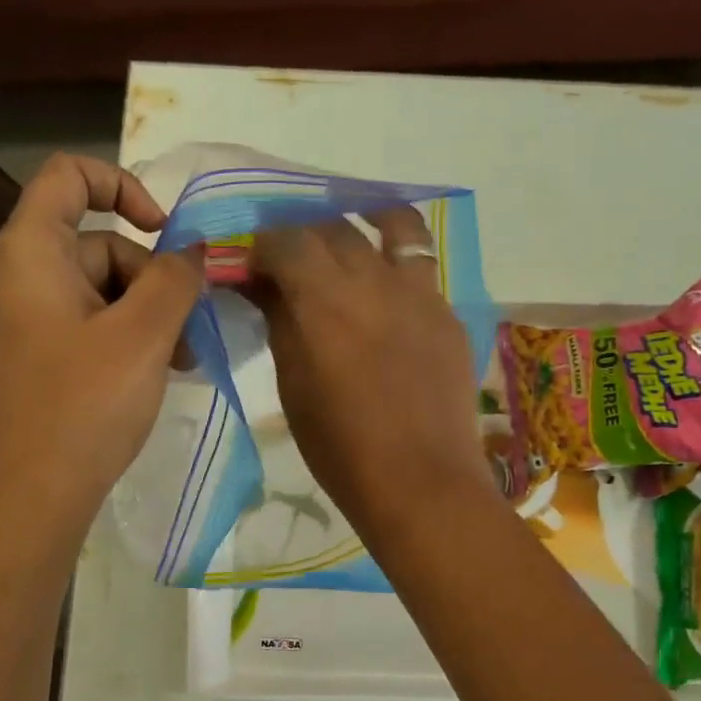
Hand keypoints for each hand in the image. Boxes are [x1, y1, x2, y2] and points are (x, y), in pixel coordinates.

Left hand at [0, 154, 203, 516]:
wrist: (29, 497)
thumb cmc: (85, 404)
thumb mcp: (144, 334)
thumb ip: (175, 277)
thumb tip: (192, 249)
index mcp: (28, 252)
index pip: (69, 176)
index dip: (123, 185)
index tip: (165, 232)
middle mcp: (12, 277)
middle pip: (95, 244)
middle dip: (151, 279)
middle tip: (188, 330)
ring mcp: (17, 321)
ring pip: (96, 290)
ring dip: (145, 315)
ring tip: (180, 362)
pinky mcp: (28, 358)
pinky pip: (82, 324)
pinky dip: (121, 337)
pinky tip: (154, 374)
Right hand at [247, 210, 490, 536]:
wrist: (421, 482)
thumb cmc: (341, 447)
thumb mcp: (294, 385)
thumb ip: (279, 323)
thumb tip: (264, 285)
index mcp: (325, 299)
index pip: (285, 239)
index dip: (262, 243)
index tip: (252, 261)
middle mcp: (374, 280)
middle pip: (334, 227)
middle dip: (304, 231)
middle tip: (290, 252)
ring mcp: (421, 293)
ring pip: (394, 226)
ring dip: (364, 218)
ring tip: (351, 225)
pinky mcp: (448, 314)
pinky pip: (422, 267)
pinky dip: (397, 260)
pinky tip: (386, 284)